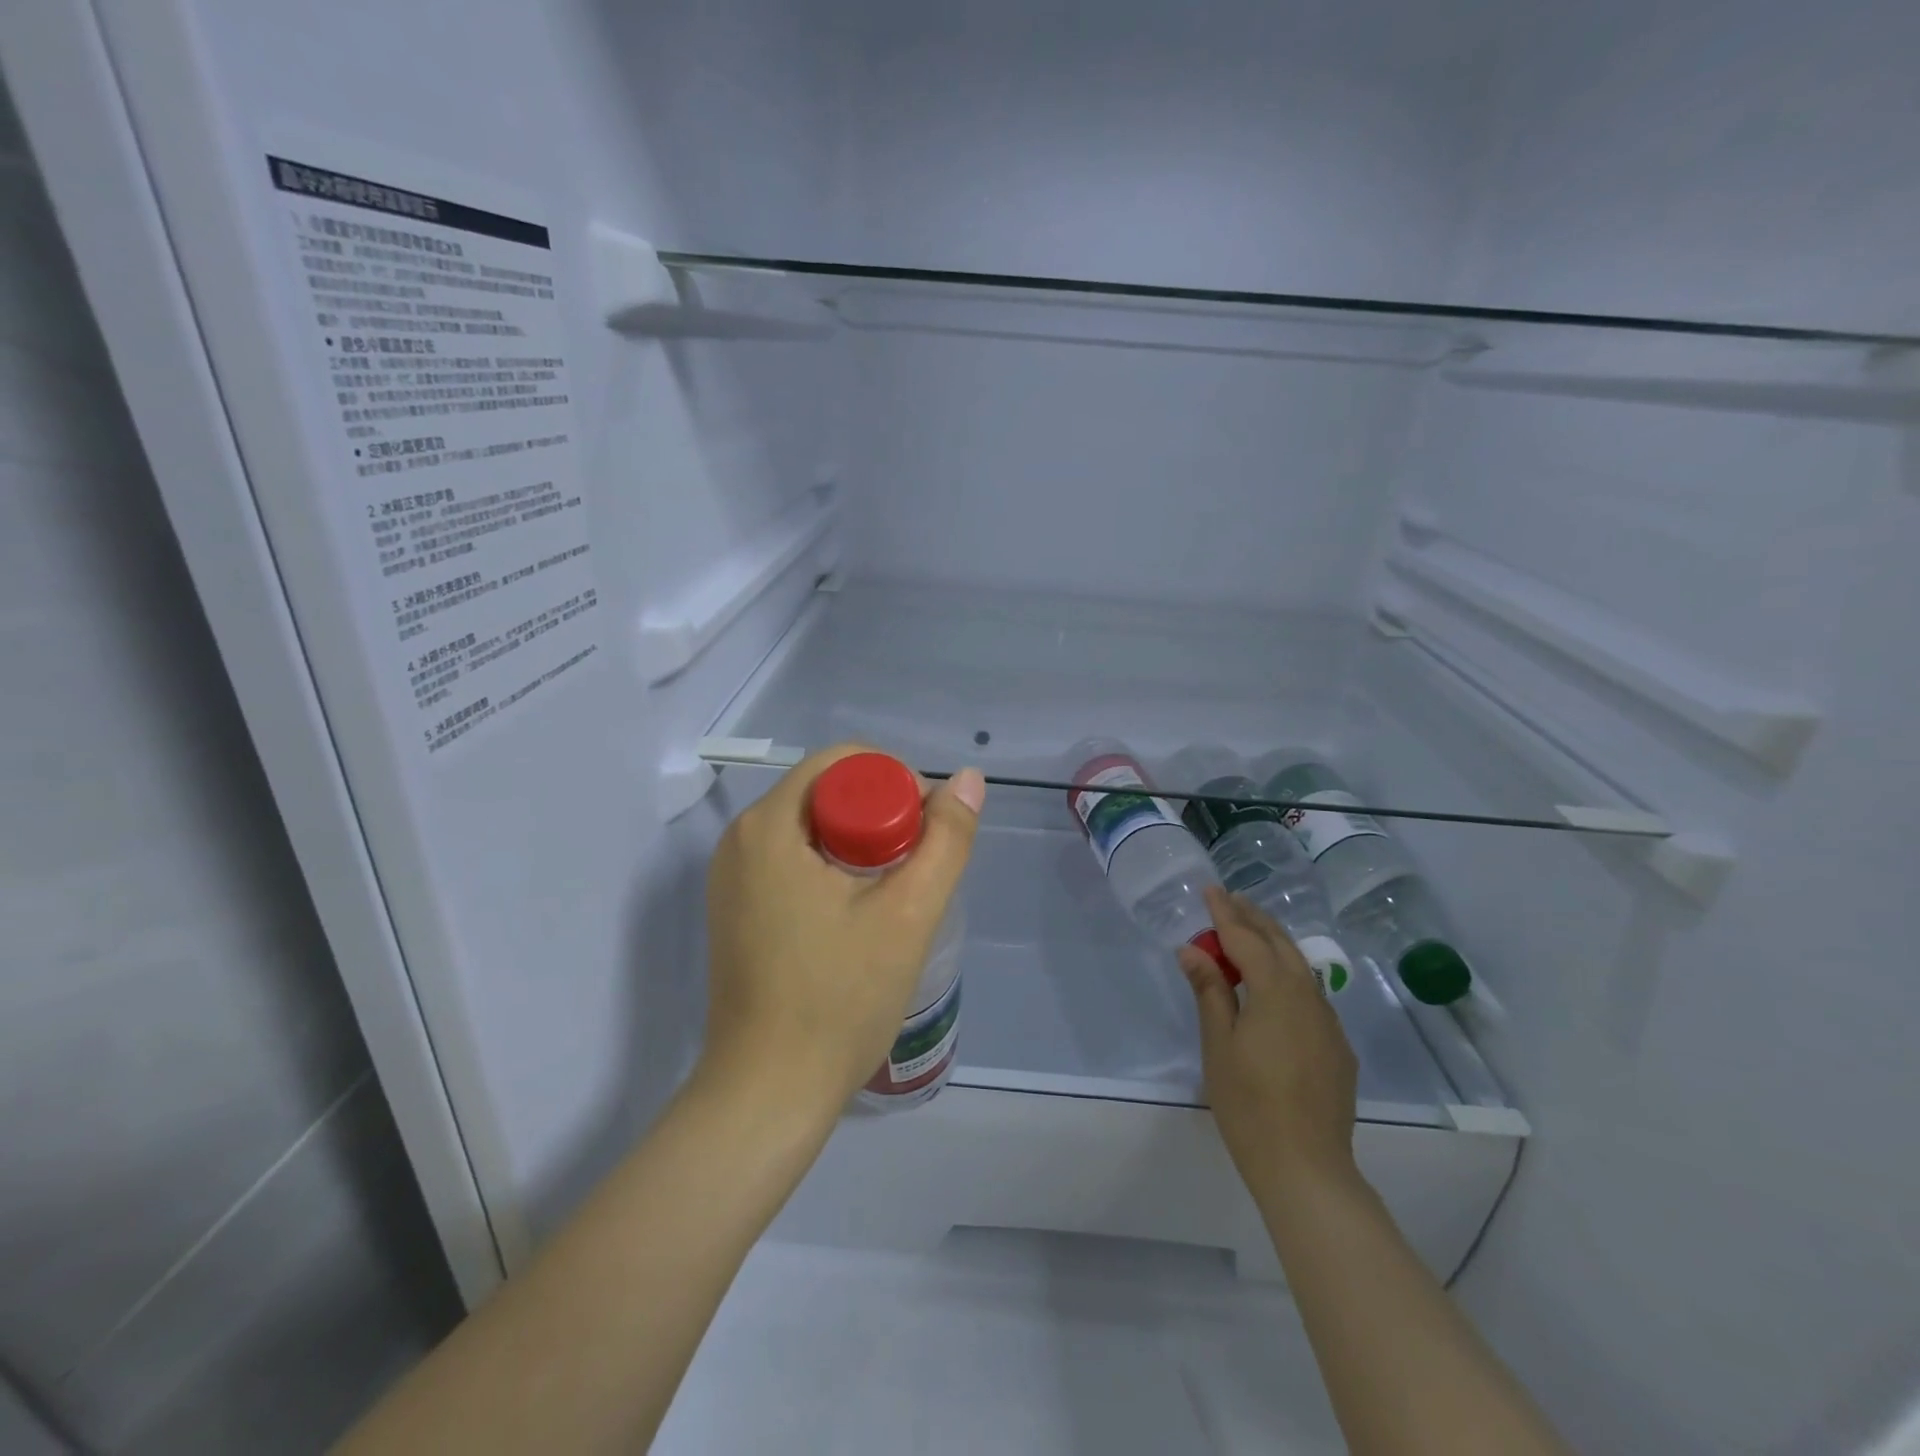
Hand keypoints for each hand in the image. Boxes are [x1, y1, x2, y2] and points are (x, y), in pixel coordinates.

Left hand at [700, 745, 984, 1123]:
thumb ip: (946, 839)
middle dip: (881, 816)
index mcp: (769, 824)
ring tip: (895, 893)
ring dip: (861, 845)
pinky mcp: (736, 908)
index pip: (845, 762)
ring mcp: (731, 876)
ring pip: (813, 827)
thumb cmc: (839, 999)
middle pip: (827, 791)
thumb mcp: (908, 914)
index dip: (897, 782)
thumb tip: (967, 779)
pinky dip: (833, 868)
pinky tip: (859, 914)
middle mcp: (740, 838)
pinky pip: (793, 860)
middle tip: (917, 867)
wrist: (768, 1092)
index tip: (927, 832)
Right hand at [1177, 887, 1358, 1196]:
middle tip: (1230, 899)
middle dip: (1254, 918)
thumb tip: (1192, 949)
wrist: (1307, 1167)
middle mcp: (1308, 996)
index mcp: (1276, 991)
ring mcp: (1328, 1022)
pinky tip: (1277, 985)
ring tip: (1251, 930)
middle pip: (1280, 943)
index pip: (1246, 938)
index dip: (1225, 913)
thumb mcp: (1218, 1043)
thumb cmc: (1249, 1103)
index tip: (1210, 889)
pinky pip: (1311, 994)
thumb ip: (1209, 990)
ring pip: (1301, 966)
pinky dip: (1289, 973)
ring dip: (1274, 942)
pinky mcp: (1337, 1046)